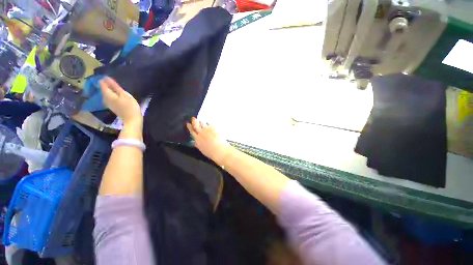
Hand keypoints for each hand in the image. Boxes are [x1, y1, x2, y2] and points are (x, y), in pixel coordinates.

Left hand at [100, 77, 141, 125]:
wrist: (132, 120)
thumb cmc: (130, 106)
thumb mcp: (124, 95)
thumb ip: (115, 87)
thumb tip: (106, 78)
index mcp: (107, 95)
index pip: (102, 84)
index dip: (105, 80)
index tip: (110, 77)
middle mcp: (105, 99)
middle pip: (104, 89)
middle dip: (107, 85)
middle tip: (114, 81)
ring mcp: (108, 104)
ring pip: (106, 94)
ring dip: (110, 90)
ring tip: (116, 87)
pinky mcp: (113, 107)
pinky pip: (110, 98)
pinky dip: (112, 95)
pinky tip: (117, 95)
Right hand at [187, 117, 231, 164]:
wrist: (220, 150)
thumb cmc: (211, 152)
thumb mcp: (202, 150)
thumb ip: (198, 145)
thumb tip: (195, 142)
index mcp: (197, 139)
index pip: (192, 131)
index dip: (190, 127)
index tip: (188, 123)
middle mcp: (201, 133)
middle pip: (196, 125)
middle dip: (194, 121)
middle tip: (193, 118)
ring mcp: (207, 129)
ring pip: (202, 123)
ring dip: (201, 122)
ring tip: (201, 121)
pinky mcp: (214, 127)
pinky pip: (210, 123)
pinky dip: (209, 123)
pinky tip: (210, 123)